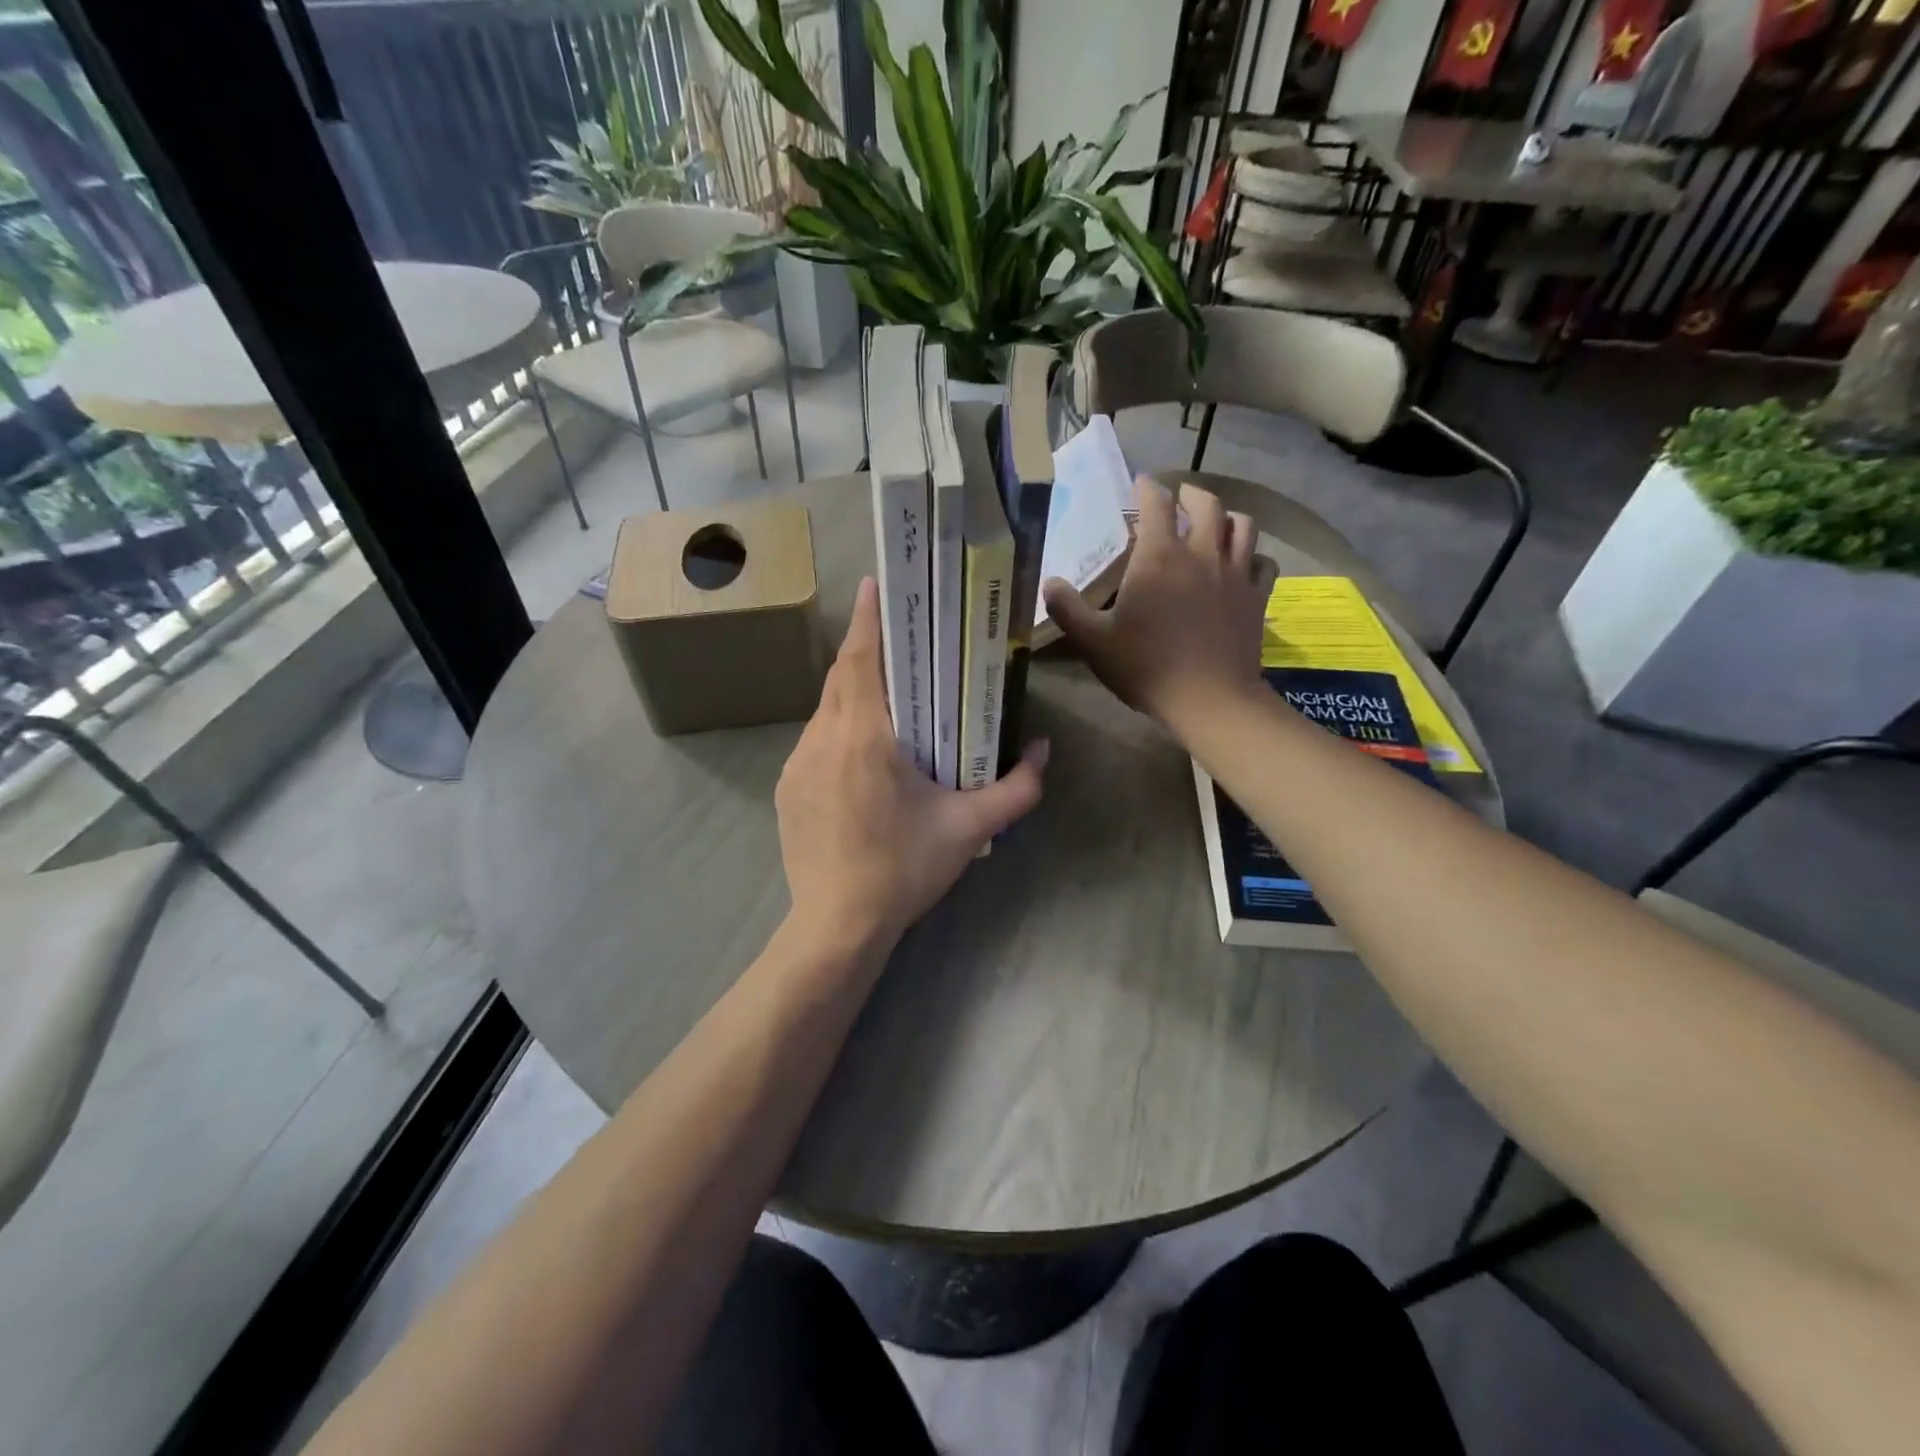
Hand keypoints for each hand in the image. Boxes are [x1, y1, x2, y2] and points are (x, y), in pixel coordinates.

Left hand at [776, 577, 1047, 955]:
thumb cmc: (903, 869)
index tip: (875, 583)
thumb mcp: (969, 829)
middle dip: (866, 650)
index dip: (868, 618)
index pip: (862, 659)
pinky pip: (815, 741)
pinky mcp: (787, 788)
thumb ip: (1015, 788)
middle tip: (897, 636)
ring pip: (826, 710)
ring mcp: (797, 763)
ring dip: (853, 693)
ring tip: (887, 696)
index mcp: (864, 736)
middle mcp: (823, 738)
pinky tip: (862, 754)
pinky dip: (839, 729)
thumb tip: (1041, 750)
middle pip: (841, 677)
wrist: (837, 925)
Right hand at [1043, 478, 1269, 736]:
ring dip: (1227, 517)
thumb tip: (1049, 583)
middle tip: (1179, 498)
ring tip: (1215, 524)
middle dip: (1190, 494)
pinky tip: (1244, 564)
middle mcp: (1202, 553)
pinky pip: (1263, 563)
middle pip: (1206, 504)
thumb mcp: (1093, 641)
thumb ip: (1067, 608)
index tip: (1140, 483)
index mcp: (1159, 557)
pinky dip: (1253, 556)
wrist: (1209, 699)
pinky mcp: (1257, 597)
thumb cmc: (1146, 667)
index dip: (1147, 487)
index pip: (1156, 503)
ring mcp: (1236, 573)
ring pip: (1242, 526)